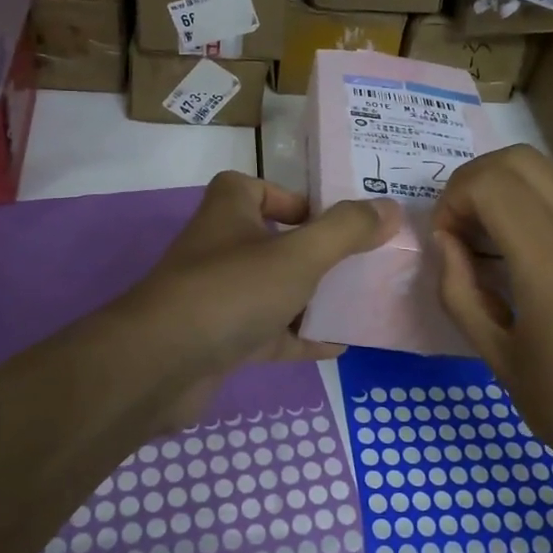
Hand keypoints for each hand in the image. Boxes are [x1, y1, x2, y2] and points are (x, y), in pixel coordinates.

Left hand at [119, 172, 399, 433]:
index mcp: (230, 210)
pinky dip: (301, 336)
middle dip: (315, 252)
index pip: (258, 188)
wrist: (161, 364)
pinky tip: (339, 345)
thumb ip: (346, 230)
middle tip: (361, 261)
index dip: (293, 199)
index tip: (332, 219)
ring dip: (311, 296)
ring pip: (274, 289)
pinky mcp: (221, 338)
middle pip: (274, 241)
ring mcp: (220, 296)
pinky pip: (270, 332)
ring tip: (360, 301)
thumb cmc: (232, 291)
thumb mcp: (299, 254)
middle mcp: (221, 247)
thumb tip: (390, 208)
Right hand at [432, 146, 552, 501]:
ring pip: (550, 169)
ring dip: (507, 187)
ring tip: (491, 238)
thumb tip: (445, 243)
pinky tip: (529, 252)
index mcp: (551, 264)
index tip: (447, 243)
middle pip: (519, 159)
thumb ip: (459, 292)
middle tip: (462, 229)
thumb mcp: (498, 360)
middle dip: (475, 181)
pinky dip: (537, 201)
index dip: (453, 200)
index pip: (490, 183)